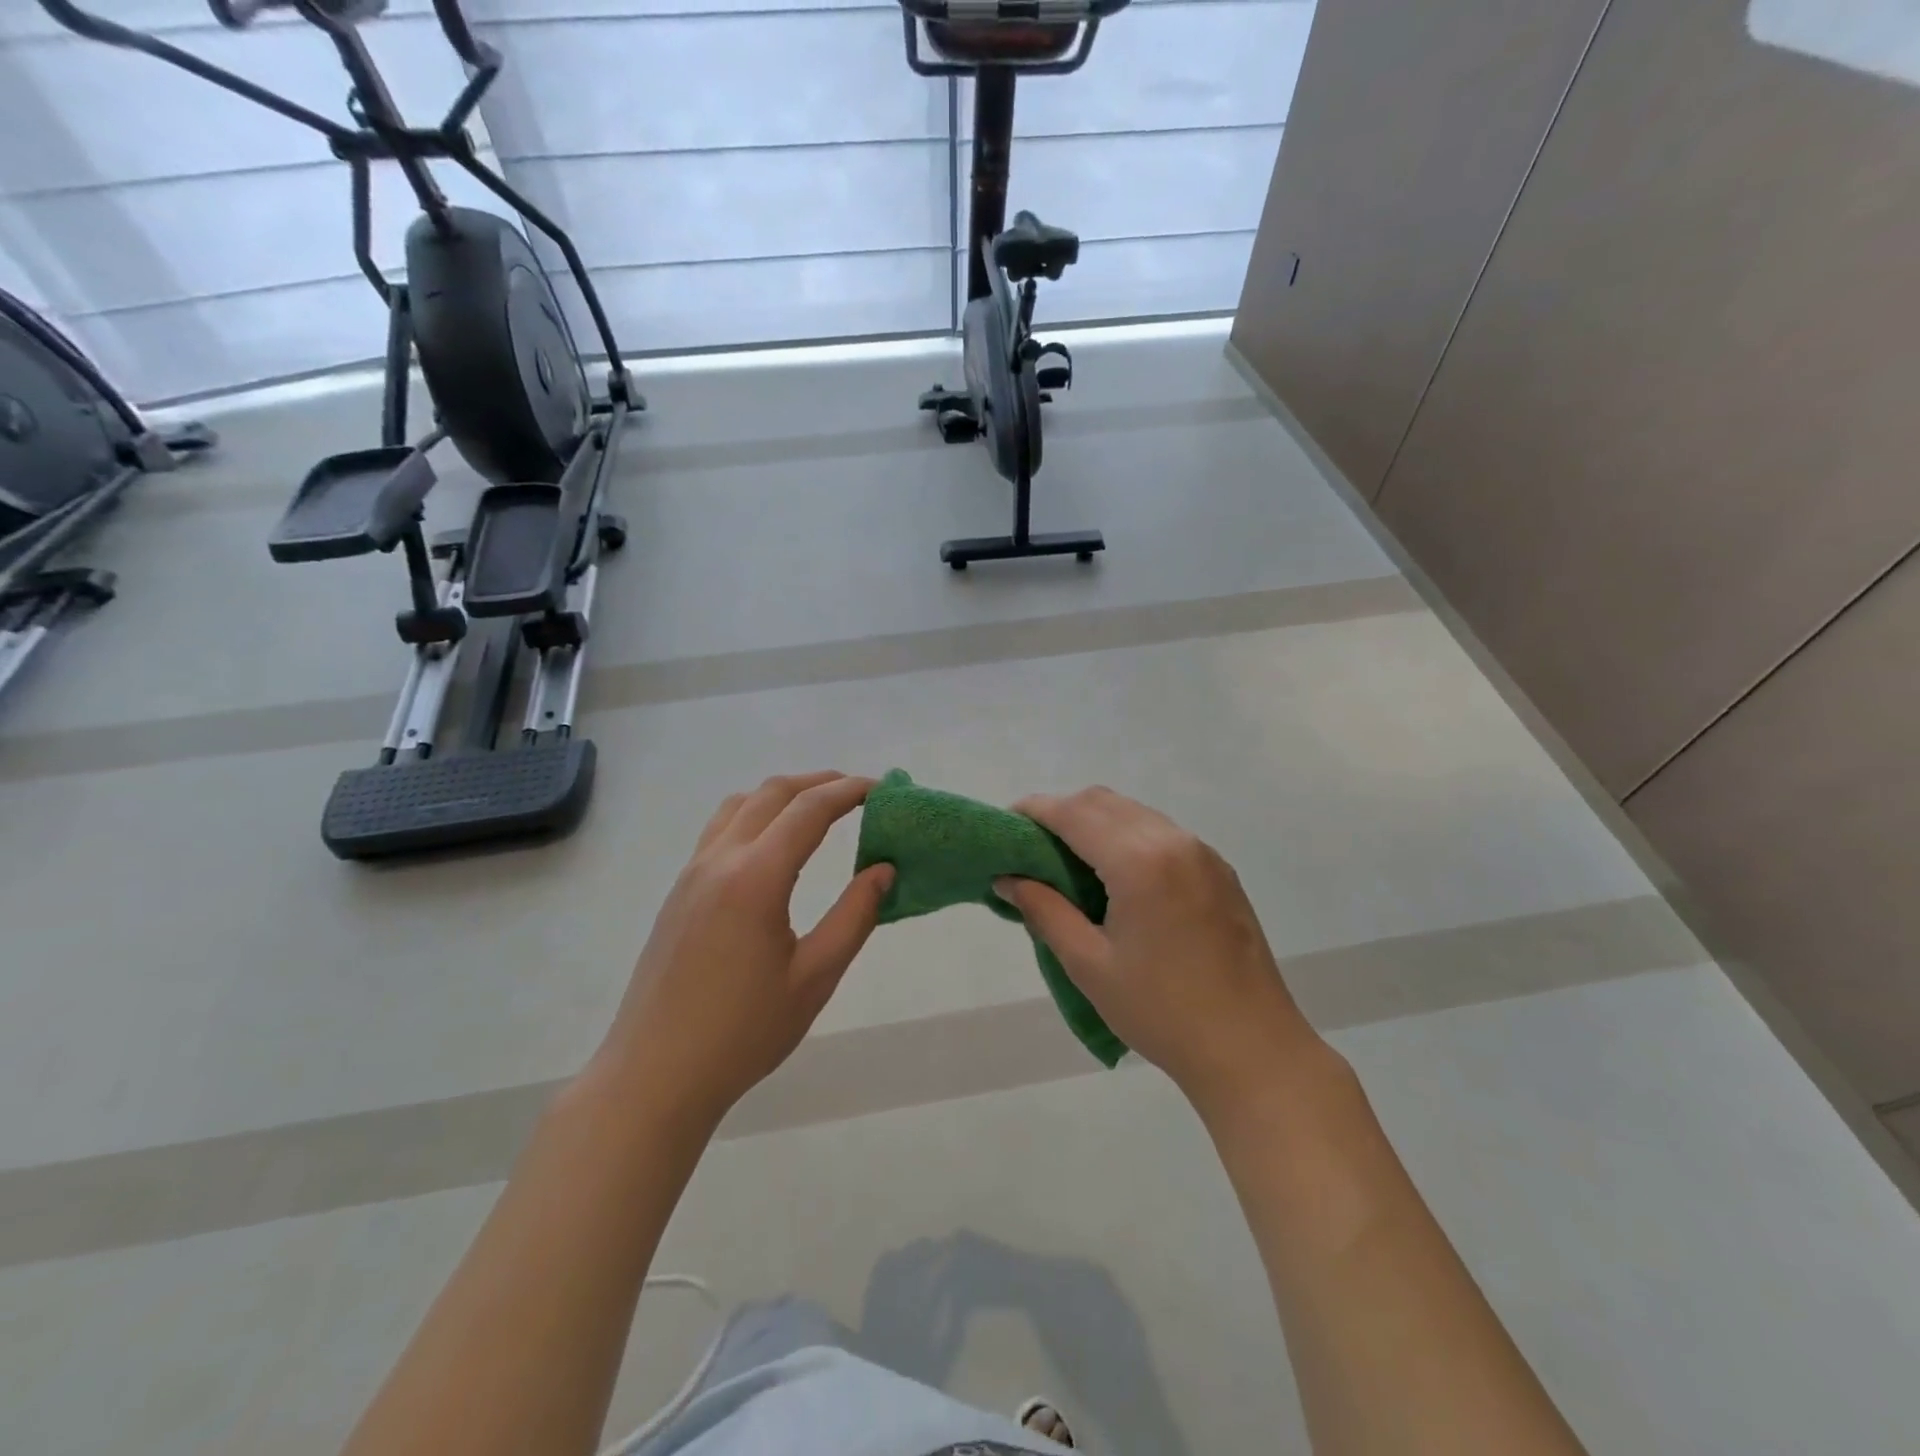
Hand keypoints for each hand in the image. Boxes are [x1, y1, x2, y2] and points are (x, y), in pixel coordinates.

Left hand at [596, 772, 893, 1125]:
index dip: (849, 791)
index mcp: (755, 878)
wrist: (654, 1075)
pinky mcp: (679, 892)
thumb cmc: (743, 1032)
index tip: (882, 789)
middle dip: (819, 783)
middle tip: (858, 793)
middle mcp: (719, 860)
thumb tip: (884, 870)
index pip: (809, 810)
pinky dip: (756, 815)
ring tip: (819, 809)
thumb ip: (855, 916)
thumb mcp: (815, 977)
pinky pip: (720, 829)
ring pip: (740, 805)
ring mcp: (692, 873)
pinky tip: (773, 846)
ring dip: (783, 794)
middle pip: (773, 793)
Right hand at [995, 787, 1318, 1116]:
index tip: (1005, 825)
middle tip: (1030, 846)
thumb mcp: (1089, 964)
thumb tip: (1006, 879)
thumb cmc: (1161, 1011)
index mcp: (1139, 860)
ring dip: (1095, 822)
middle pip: (1104, 802)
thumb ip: (1043, 910)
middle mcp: (1173, 841)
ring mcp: (1202, 853)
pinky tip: (1115, 875)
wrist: (1252, 1049)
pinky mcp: (1219, 870)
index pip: (1074, 813)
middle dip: (1061, 812)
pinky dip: (1127, 836)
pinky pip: (1161, 833)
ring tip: (1067, 860)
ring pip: (1134, 813)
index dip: (1034, 810)